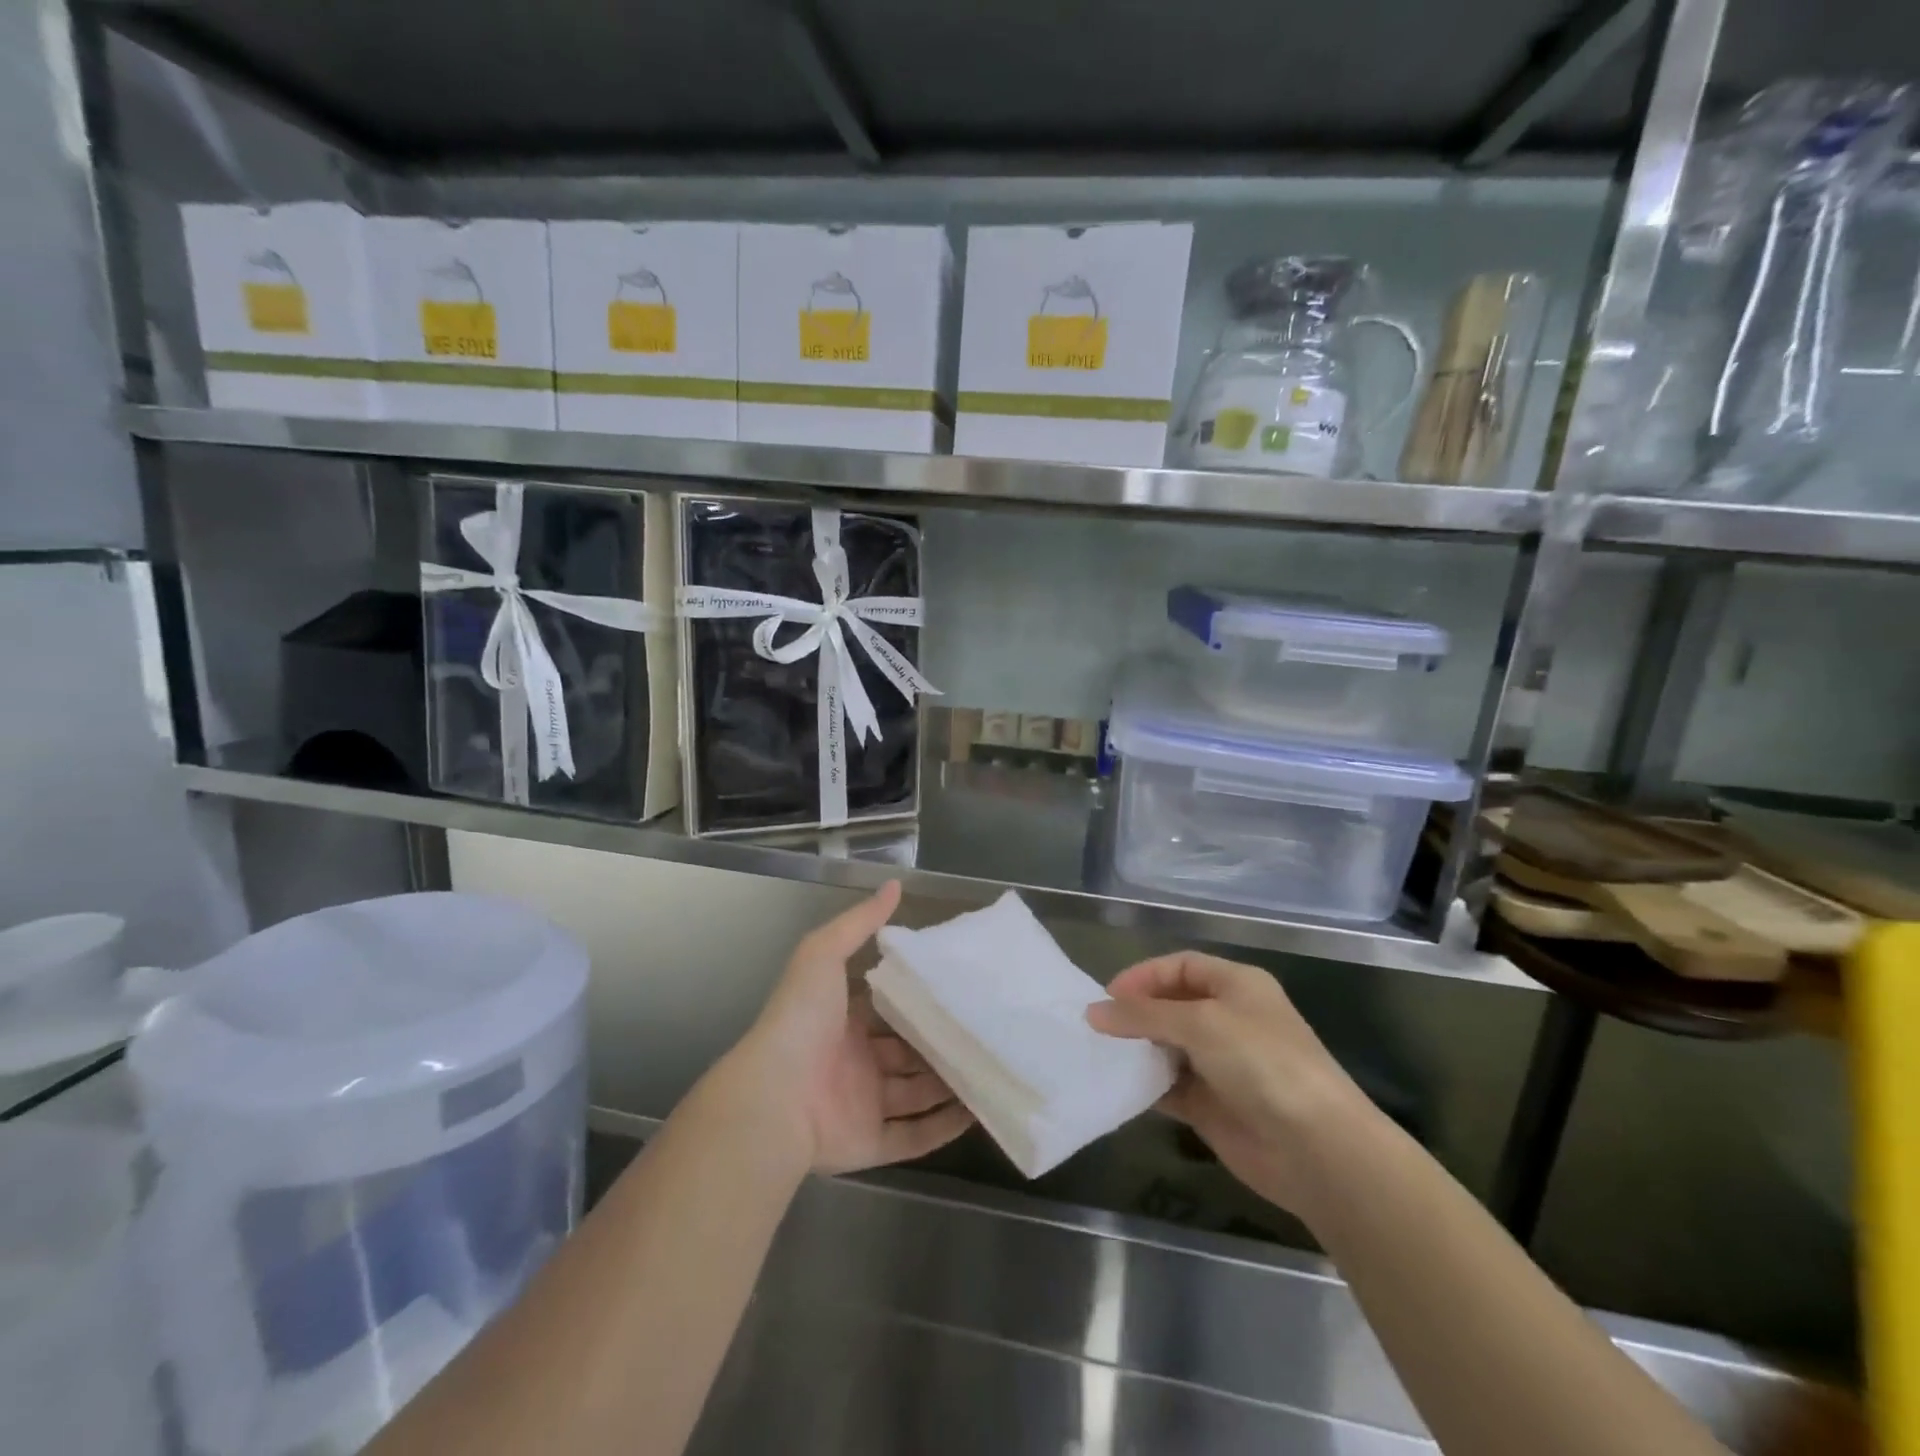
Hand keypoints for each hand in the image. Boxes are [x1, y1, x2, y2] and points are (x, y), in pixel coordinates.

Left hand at [726, 882, 973, 1175]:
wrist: (774, 1096)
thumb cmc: (801, 1020)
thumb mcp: (823, 953)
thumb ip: (859, 922)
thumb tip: (895, 884)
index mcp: (842, 1021)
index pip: (887, 1008)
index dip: (917, 999)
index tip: (958, 987)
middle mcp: (854, 1062)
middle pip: (907, 1051)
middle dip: (941, 1042)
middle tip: (985, 1029)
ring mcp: (862, 1104)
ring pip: (916, 1093)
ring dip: (950, 1083)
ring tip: (994, 1067)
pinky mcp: (869, 1142)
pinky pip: (914, 1136)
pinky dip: (944, 1127)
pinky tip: (978, 1112)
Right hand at [1087, 952, 1371, 1216]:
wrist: (1315, 1148)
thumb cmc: (1260, 1063)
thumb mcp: (1199, 1023)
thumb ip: (1143, 1015)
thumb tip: (1093, 1013)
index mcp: (1237, 985)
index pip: (1181, 966)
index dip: (1144, 975)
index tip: (1107, 996)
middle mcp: (1230, 1019)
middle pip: (1172, 1005)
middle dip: (1137, 1013)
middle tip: (1099, 1027)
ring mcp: (1222, 1064)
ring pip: (1168, 1046)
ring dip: (1138, 1049)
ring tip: (1102, 1054)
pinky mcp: (1213, 1106)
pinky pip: (1171, 1087)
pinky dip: (1147, 1085)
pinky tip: (1121, 1086)